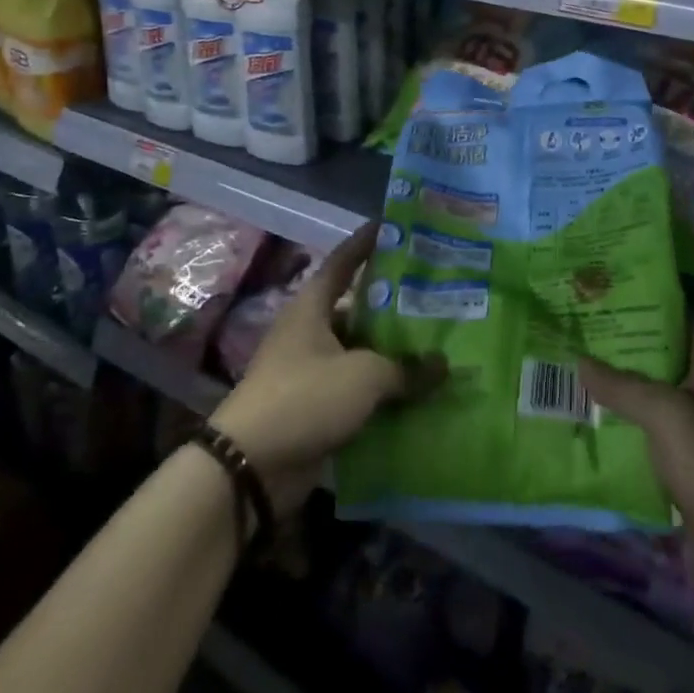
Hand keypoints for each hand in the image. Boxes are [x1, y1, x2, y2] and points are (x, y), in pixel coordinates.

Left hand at [211, 222, 444, 514]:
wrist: (249, 467)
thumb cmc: (305, 397)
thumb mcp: (364, 376)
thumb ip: (407, 368)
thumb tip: (443, 366)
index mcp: (312, 308)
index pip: (342, 261)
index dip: (366, 241)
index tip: (392, 225)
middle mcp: (310, 332)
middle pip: (357, 307)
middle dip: (394, 303)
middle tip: (435, 293)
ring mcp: (310, 371)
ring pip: (360, 351)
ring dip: (392, 351)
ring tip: (436, 343)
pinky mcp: (315, 408)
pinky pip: (357, 389)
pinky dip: (383, 390)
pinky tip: (417, 390)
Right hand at [579, 325, 693, 615]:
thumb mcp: (669, 415)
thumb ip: (624, 386)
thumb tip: (579, 361)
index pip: (673, 317)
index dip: (638, 305)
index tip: (596, 297)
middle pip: (655, 359)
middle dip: (615, 349)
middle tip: (569, 333)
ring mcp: (693, 429)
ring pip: (646, 399)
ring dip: (612, 391)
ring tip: (564, 371)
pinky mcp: (682, 465)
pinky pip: (644, 437)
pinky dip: (617, 430)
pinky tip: (580, 422)